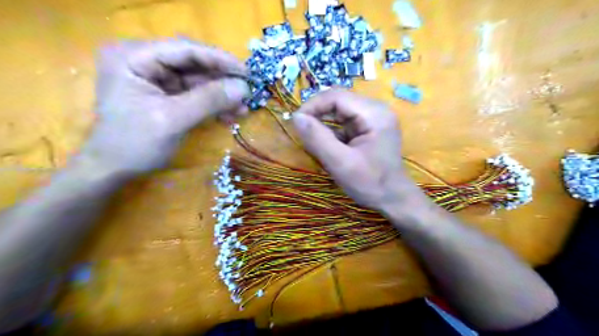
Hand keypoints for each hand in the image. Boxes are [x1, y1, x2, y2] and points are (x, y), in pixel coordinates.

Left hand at [80, 39, 249, 175]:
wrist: (114, 169)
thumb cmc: (135, 144)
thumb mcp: (173, 119)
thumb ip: (209, 100)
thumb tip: (245, 87)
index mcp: (134, 56)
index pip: (185, 49)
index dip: (219, 60)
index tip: (248, 73)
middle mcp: (143, 60)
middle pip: (193, 64)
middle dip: (222, 81)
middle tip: (249, 92)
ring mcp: (154, 78)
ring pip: (197, 80)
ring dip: (221, 95)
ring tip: (243, 108)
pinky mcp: (165, 94)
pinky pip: (194, 94)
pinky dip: (213, 104)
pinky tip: (230, 114)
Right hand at [292, 89, 420, 211]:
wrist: (394, 199)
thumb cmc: (370, 183)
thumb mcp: (341, 163)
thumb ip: (317, 139)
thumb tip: (296, 117)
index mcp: (373, 113)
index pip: (336, 96)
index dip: (312, 106)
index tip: (296, 122)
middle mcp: (375, 109)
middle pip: (338, 102)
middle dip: (317, 115)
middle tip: (301, 132)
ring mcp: (372, 118)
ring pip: (339, 112)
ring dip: (322, 123)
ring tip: (312, 140)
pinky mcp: (368, 128)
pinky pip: (343, 123)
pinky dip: (330, 132)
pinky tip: (325, 145)